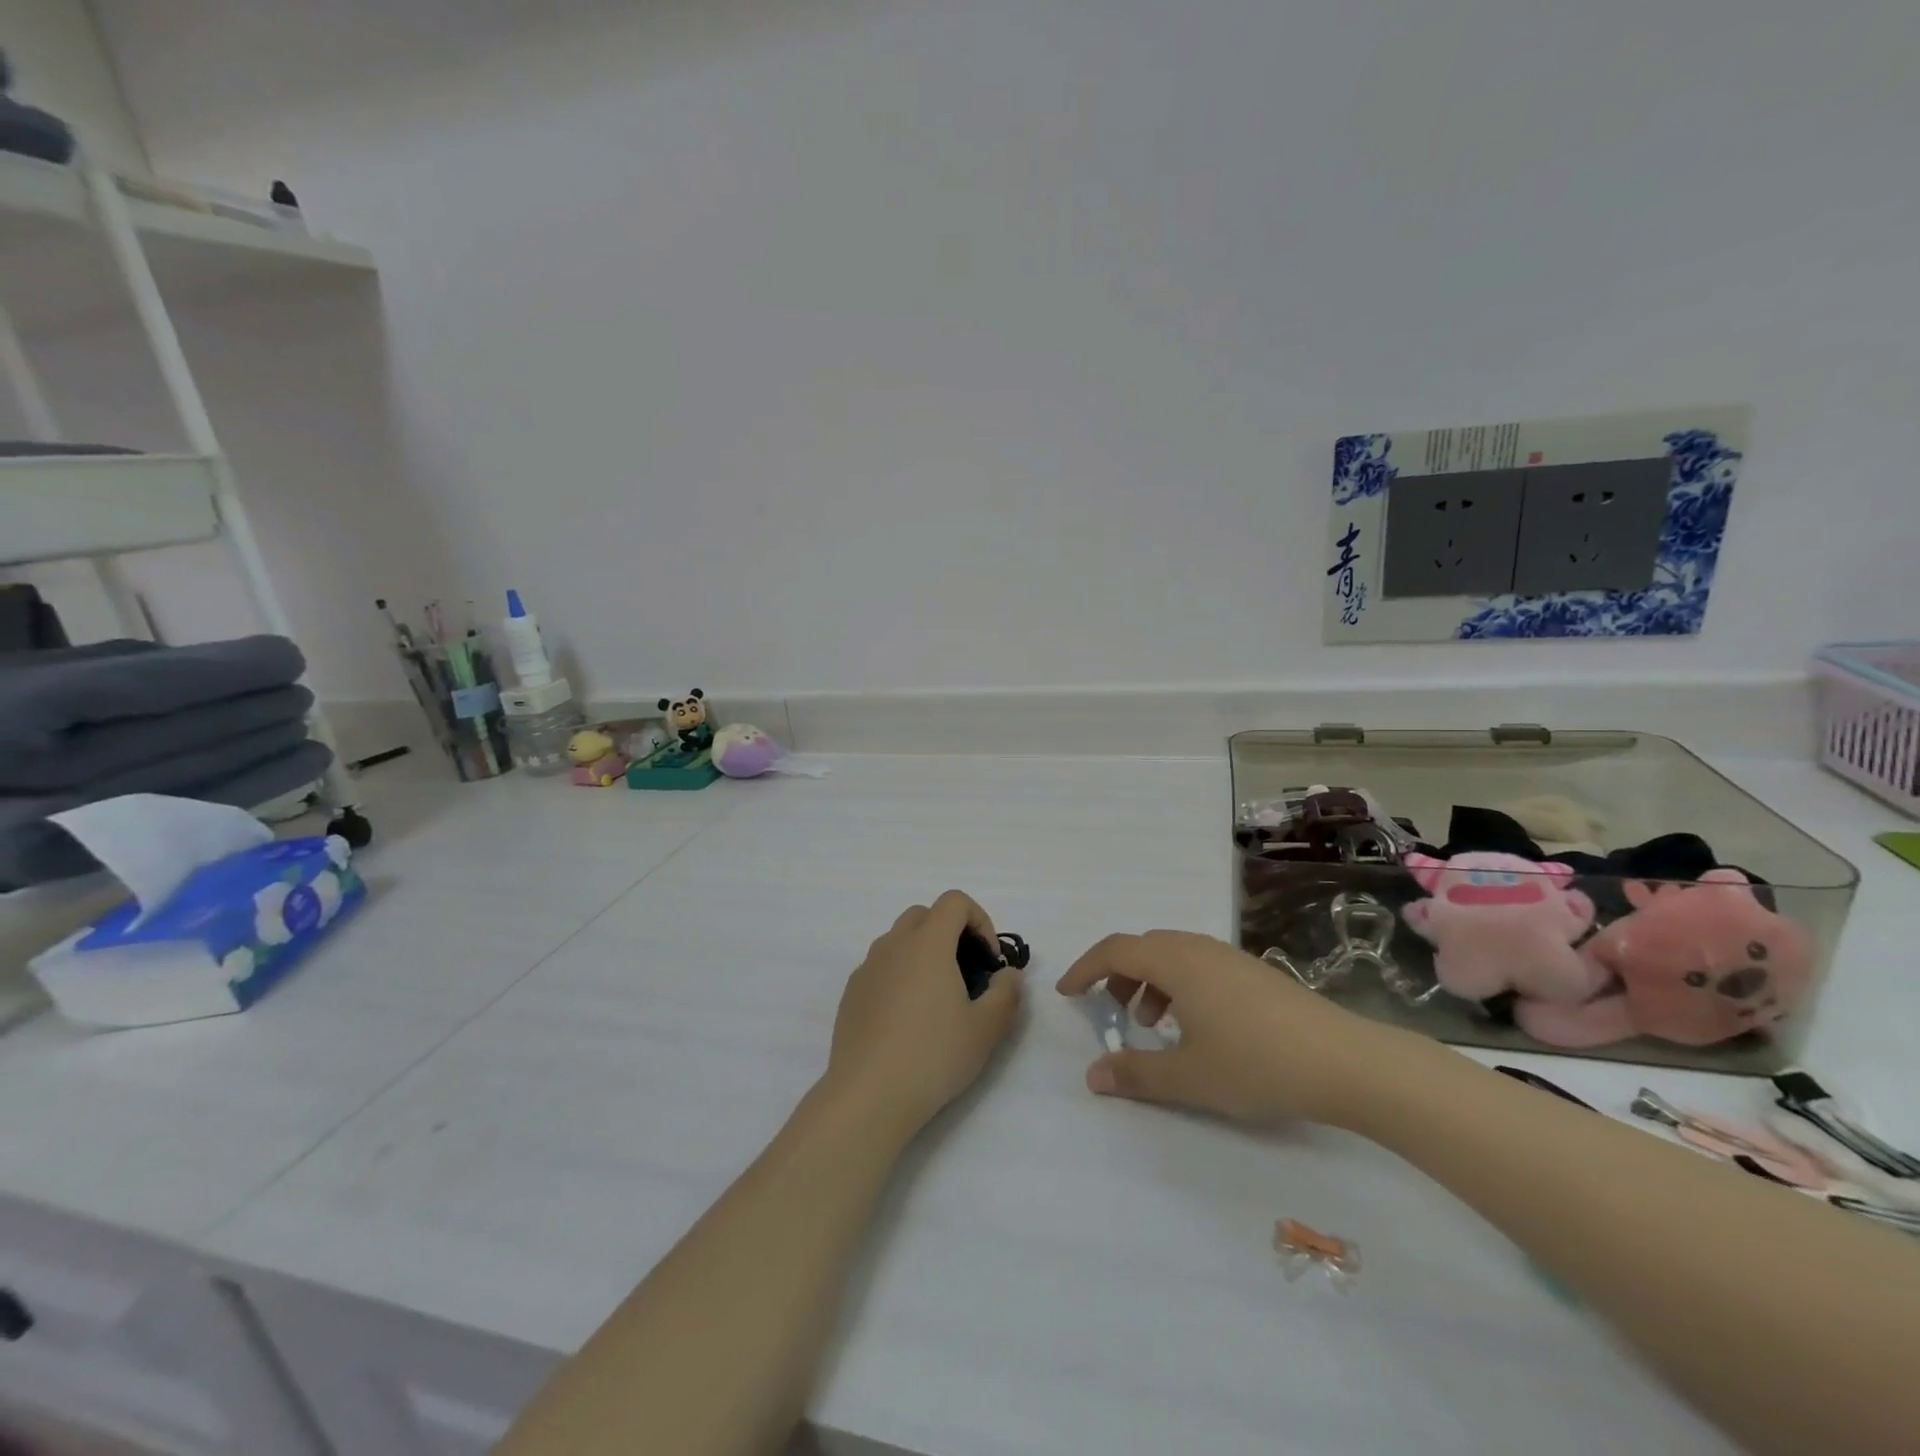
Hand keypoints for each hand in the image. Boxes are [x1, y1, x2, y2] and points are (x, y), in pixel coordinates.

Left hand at [824, 891, 1024, 1138]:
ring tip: (937, 998)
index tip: (989, 960)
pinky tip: (907, 1019)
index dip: (979, 920)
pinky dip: (899, 975)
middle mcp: (893, 944)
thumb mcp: (986, 1029)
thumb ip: (1007, 993)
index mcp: (927, 943)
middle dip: (950, 932)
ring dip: (923, 953)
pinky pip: (881, 966)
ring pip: (899, 940)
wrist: (868, 1095)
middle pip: (924, 915)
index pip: (954, 901)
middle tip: (966, 973)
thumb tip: (1009, 974)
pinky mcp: (851, 992)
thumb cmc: (933, 1056)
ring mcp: (867, 967)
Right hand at [1056, 930, 1410, 1126]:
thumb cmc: (1257, 1064)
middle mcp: (1198, 948)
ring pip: (1172, 955)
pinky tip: (1195, 1026)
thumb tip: (1091, 1077)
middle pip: (1143, 947)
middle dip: (1117, 975)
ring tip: (1152, 1023)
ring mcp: (1229, 957)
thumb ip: (1135, 1074)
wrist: (1345, 1062)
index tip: (1067, 994)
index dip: (1085, 968)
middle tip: (1110, 1012)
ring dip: (1149, 981)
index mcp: (1176, 962)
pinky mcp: (1253, 972)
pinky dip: (1178, 985)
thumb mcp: (1188, 1077)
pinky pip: (1198, 965)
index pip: (1115, 950)